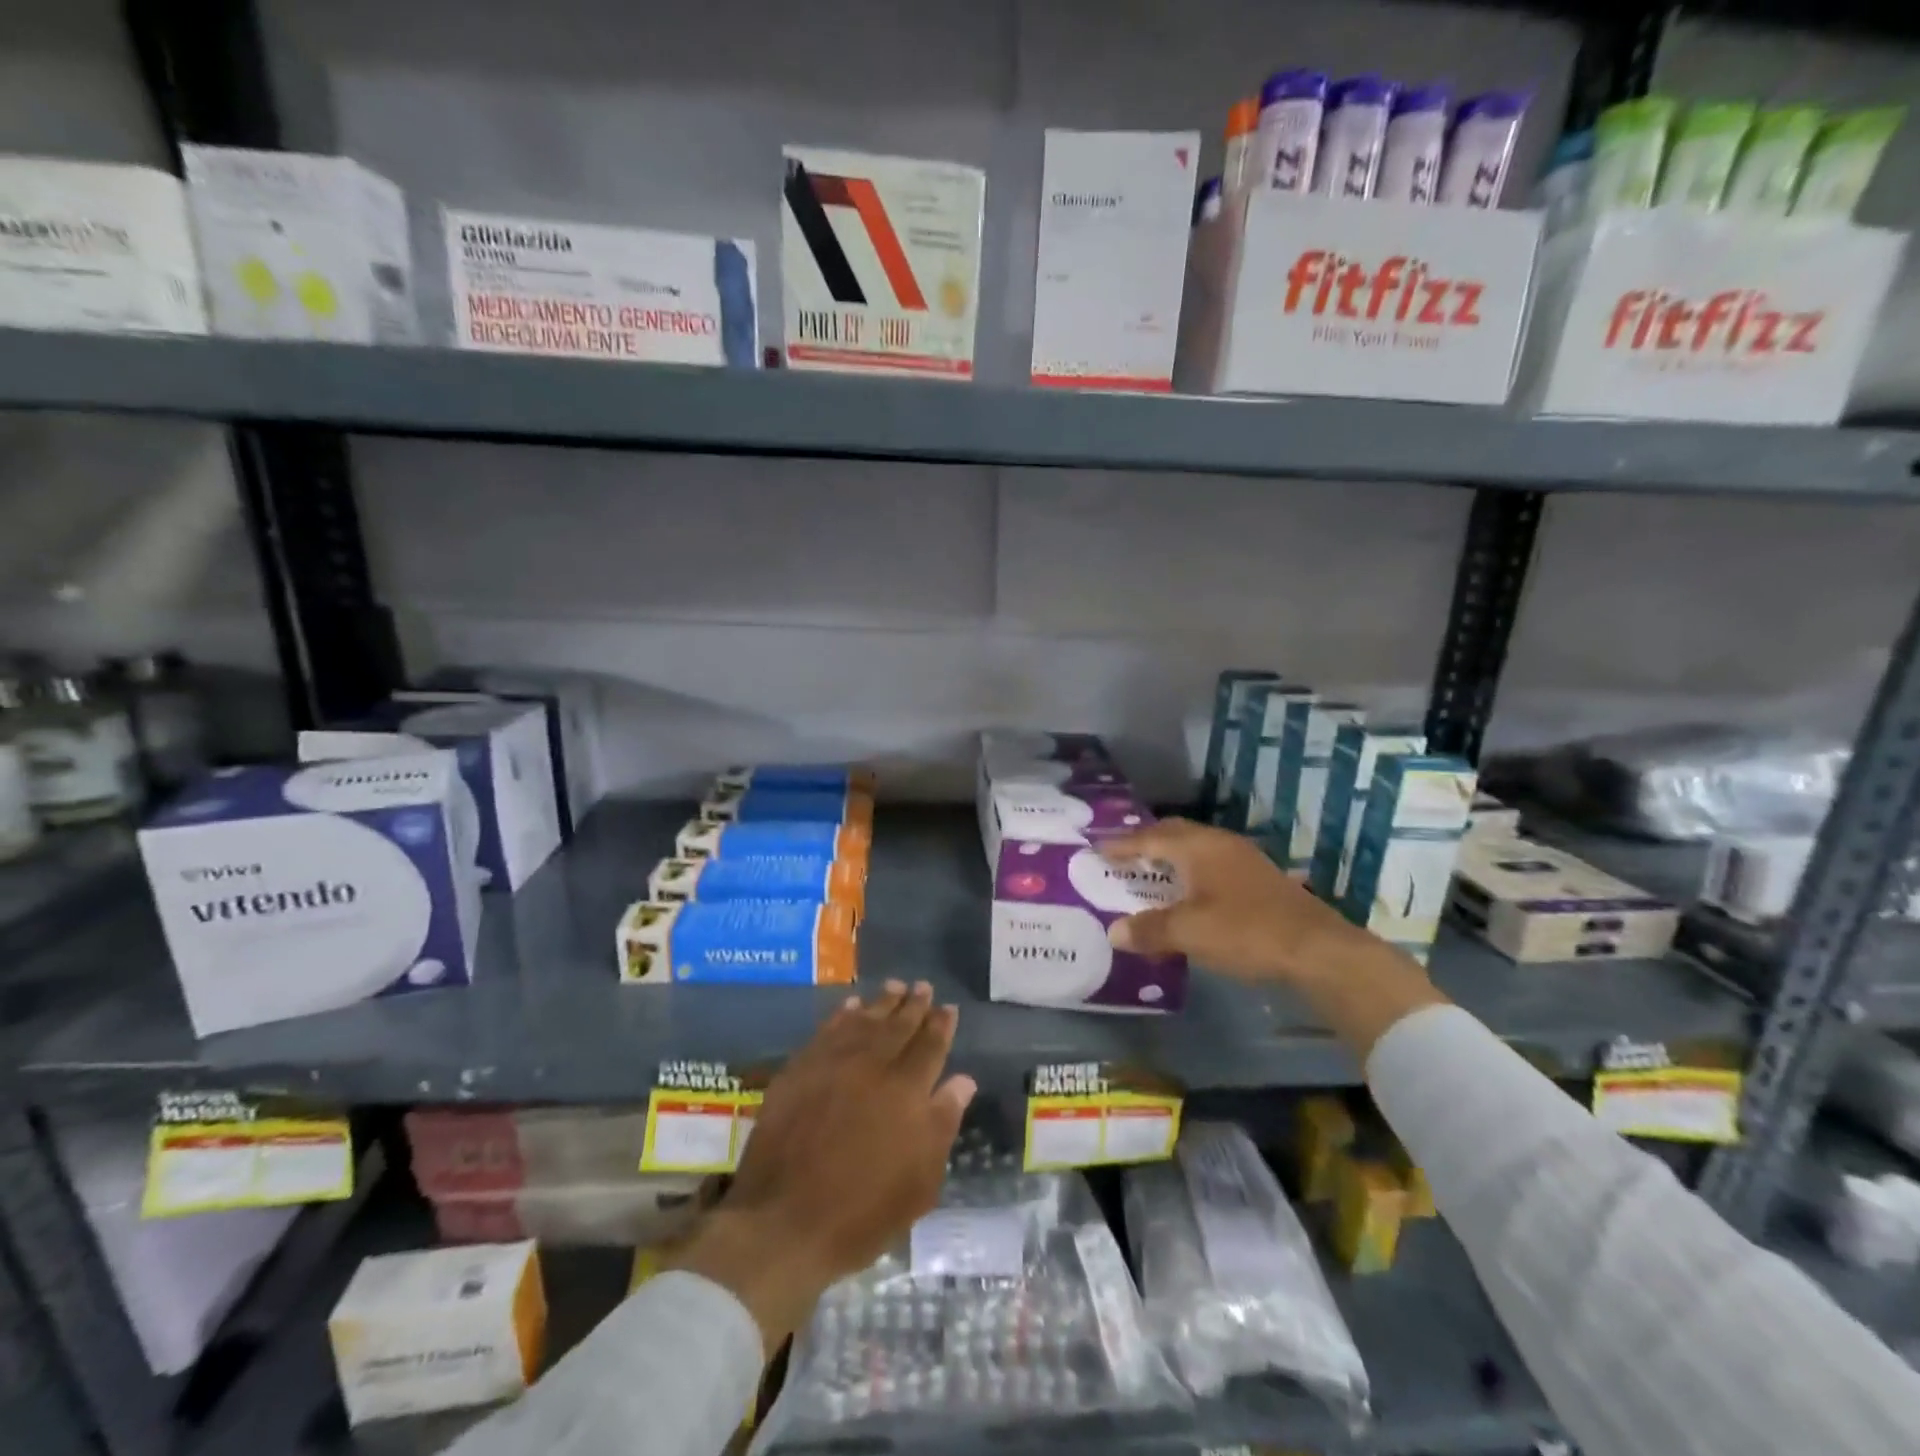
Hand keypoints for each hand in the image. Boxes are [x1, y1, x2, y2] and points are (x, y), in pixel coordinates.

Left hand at [673, 982, 975, 1351]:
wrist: (784, 1223)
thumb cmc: (862, 1213)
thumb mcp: (920, 1182)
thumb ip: (942, 1123)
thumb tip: (963, 1081)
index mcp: (907, 1091)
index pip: (930, 1046)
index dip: (941, 1025)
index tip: (948, 1007)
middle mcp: (873, 1066)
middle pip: (899, 1026)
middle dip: (914, 1005)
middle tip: (923, 986)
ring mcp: (833, 1064)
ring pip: (865, 1021)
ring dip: (882, 1002)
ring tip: (894, 986)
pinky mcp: (800, 1069)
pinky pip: (827, 1030)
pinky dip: (842, 1015)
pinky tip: (851, 1006)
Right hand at [1099, 818, 1365, 984]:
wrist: (1317, 949)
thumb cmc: (1246, 931)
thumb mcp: (1190, 933)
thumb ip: (1150, 930)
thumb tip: (1114, 932)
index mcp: (1198, 847)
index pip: (1149, 838)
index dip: (1121, 844)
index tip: (1097, 848)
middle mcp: (1219, 844)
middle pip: (1174, 833)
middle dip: (1146, 841)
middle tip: (1122, 855)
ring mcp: (1242, 859)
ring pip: (1195, 847)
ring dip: (1170, 857)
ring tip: (1150, 872)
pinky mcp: (1258, 878)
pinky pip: (1211, 863)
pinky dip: (1190, 872)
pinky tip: (1188, 893)